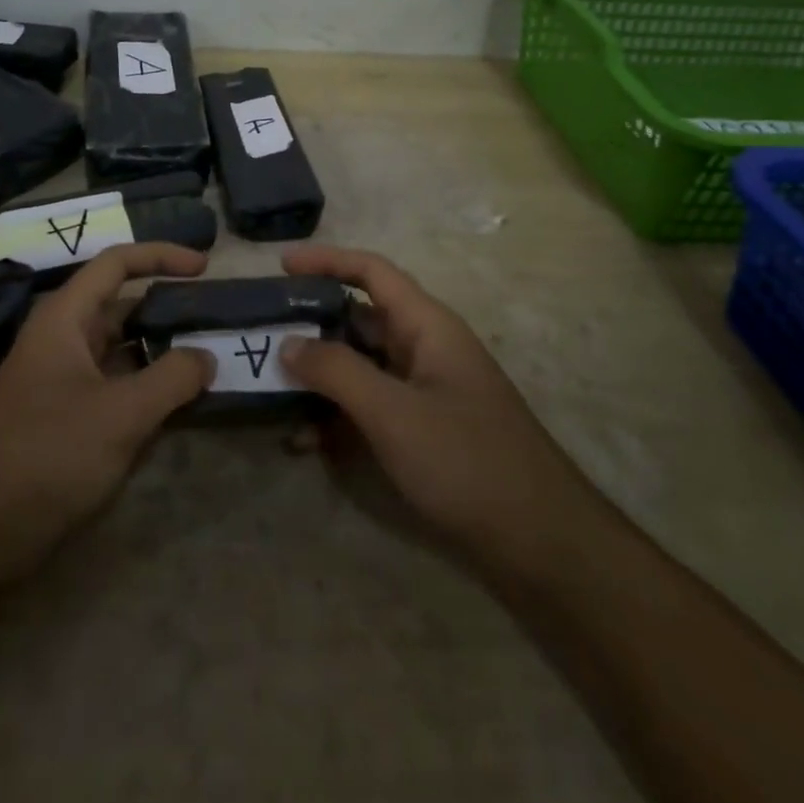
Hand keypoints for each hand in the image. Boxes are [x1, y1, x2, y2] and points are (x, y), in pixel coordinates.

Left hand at [0, 243, 215, 579]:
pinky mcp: (65, 415)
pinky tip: (178, 403)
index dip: (162, 255)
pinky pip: (115, 384)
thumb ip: (172, 379)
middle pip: (121, 305)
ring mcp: (62, 378)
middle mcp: (62, 338)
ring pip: (121, 348)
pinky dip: (147, 385)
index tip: (205, 266)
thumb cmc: (48, 455)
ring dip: (161, 350)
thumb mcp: (121, 415)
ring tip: (208, 358)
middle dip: (168, 307)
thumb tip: (206, 357)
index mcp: (65, 318)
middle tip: (214, 319)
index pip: (117, 264)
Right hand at [280, 246, 578, 572]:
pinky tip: (304, 442)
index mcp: (427, 325)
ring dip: (320, 376)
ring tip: (271, 389)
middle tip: (263, 333)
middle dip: (312, 324)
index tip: (280, 264)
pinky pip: (371, 406)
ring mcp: (425, 390)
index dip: (327, 259)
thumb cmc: (467, 461)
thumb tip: (288, 343)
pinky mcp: (423, 428)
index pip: (372, 271)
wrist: (541, 543)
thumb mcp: (393, 412)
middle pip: (360, 318)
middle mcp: (425, 348)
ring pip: (361, 365)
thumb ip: (337, 372)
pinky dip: (338, 415)